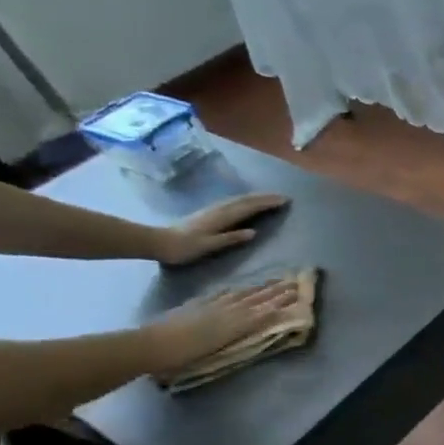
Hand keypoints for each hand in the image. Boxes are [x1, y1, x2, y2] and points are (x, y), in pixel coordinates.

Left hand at [141, 279, 299, 373]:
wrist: (150, 346)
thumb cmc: (185, 354)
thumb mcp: (220, 343)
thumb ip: (245, 327)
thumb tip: (267, 315)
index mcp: (235, 321)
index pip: (264, 308)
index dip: (281, 299)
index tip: (297, 291)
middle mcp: (227, 310)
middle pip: (255, 298)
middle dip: (275, 290)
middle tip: (291, 281)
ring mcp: (211, 306)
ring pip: (240, 294)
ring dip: (257, 288)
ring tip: (271, 282)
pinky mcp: (196, 306)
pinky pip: (219, 295)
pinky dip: (231, 291)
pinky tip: (235, 289)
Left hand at [155, 194, 289, 266]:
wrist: (158, 242)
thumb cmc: (185, 248)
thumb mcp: (209, 245)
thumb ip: (231, 238)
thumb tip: (254, 232)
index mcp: (222, 217)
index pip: (249, 207)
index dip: (267, 203)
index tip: (285, 200)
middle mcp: (219, 210)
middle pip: (245, 200)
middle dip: (265, 197)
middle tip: (283, 197)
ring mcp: (213, 210)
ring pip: (239, 199)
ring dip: (256, 197)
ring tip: (269, 197)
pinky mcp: (209, 212)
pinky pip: (233, 202)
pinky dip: (245, 200)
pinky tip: (247, 202)